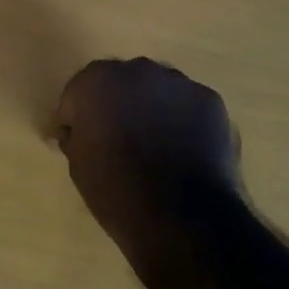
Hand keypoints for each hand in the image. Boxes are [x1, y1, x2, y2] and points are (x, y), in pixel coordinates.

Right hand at [52, 58, 242, 262]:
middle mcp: (137, 70)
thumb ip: (77, 137)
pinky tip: (184, 152)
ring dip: (152, 110)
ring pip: (157, 91)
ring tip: (156, 148)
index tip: (81, 143)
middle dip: (117, 106)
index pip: (78, 94)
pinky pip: (187, 106)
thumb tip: (81, 132)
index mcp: (96, 82)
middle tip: (119, 141)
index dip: (77, 119)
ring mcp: (179, 83)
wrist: (182, 218)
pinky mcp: (211, 100)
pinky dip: (183, 122)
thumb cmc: (117, 192)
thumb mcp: (78, 167)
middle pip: (120, 83)